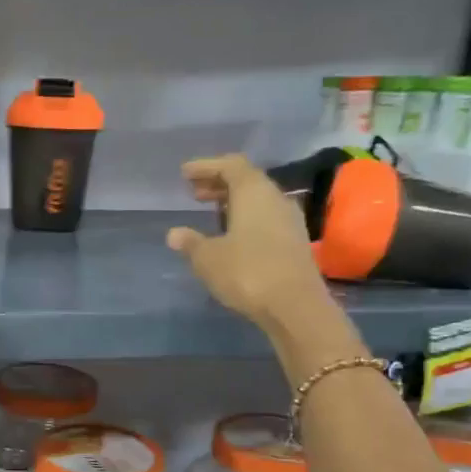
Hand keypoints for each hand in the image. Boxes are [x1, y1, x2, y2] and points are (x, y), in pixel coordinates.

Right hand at [166, 155, 326, 324]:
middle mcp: (275, 198)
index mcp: (254, 192)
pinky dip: (246, 218)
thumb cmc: (247, 272)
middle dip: (219, 183)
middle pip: (246, 180)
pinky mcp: (295, 241)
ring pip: (258, 199)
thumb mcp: (208, 258)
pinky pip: (266, 218)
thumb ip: (191, 242)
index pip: (231, 165)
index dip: (206, 166)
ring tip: (211, 212)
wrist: (295, 306)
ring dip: (233, 202)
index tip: (185, 173)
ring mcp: (289, 220)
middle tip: (194, 192)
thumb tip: (175, 234)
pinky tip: (232, 235)